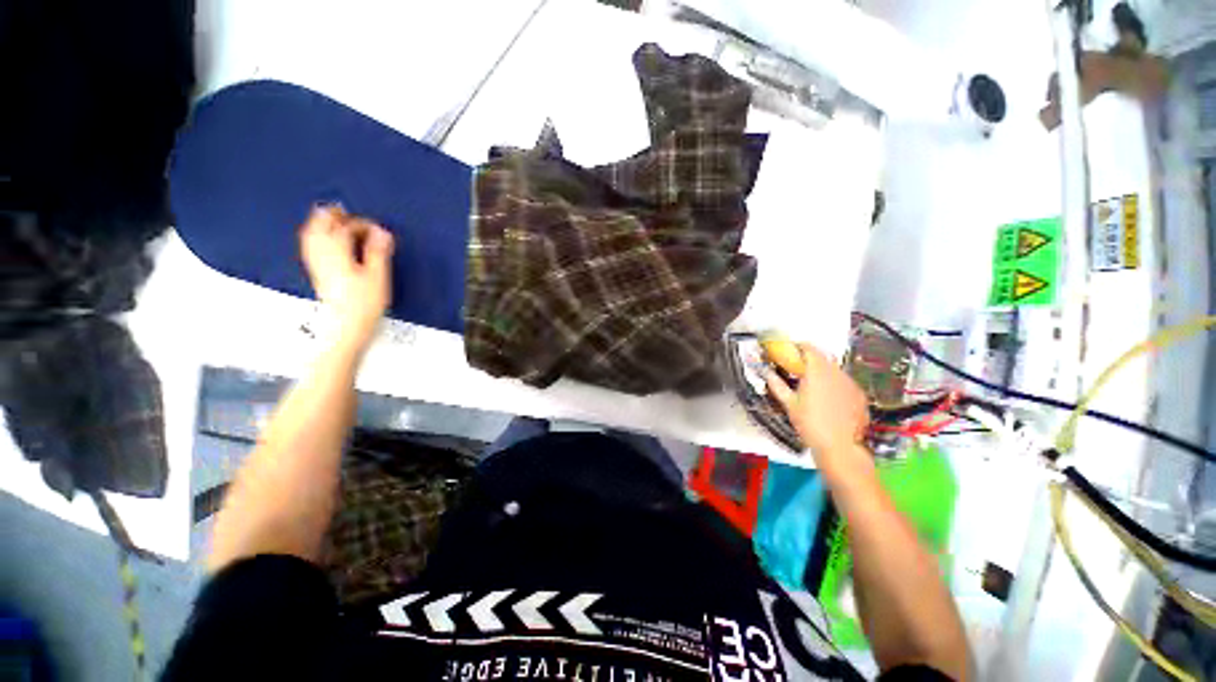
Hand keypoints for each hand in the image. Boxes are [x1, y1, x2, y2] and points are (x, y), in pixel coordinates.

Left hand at [299, 205, 393, 350]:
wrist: (346, 326)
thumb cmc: (363, 304)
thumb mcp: (378, 276)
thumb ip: (378, 251)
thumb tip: (381, 232)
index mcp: (339, 253)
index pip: (346, 228)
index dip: (362, 224)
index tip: (376, 227)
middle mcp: (323, 255)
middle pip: (320, 227)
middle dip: (331, 216)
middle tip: (341, 210)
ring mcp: (317, 265)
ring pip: (311, 236)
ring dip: (318, 224)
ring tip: (326, 217)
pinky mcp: (317, 274)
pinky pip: (310, 248)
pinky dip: (314, 238)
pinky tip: (318, 240)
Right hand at [764, 343, 869, 459]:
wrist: (839, 446)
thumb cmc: (810, 425)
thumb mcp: (788, 404)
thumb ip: (776, 384)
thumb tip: (766, 373)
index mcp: (816, 371)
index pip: (809, 348)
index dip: (799, 346)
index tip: (791, 349)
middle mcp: (836, 373)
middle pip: (823, 357)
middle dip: (811, 359)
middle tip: (799, 368)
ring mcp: (850, 383)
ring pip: (835, 370)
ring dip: (823, 372)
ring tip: (813, 385)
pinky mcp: (859, 395)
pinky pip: (845, 382)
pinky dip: (835, 384)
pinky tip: (829, 398)